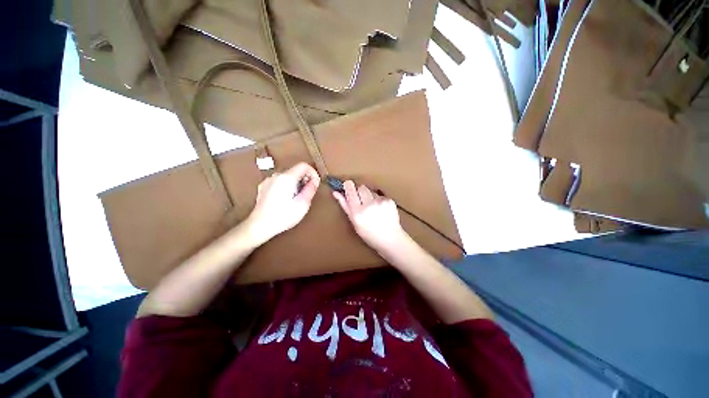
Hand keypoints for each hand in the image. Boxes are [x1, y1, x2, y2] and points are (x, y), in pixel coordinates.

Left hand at [246, 162, 319, 243]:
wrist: (260, 225)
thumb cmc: (282, 216)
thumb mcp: (303, 204)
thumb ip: (311, 189)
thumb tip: (315, 181)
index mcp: (287, 178)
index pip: (304, 165)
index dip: (313, 172)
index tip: (315, 183)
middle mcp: (276, 176)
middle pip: (295, 170)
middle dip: (305, 179)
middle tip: (307, 193)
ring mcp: (268, 181)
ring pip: (288, 176)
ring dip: (296, 183)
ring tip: (297, 198)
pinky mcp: (264, 187)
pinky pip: (280, 181)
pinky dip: (287, 186)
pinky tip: (286, 199)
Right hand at [333, 180, 406, 252]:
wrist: (390, 239)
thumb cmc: (369, 234)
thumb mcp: (354, 222)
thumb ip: (345, 205)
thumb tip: (336, 192)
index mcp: (357, 212)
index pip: (350, 190)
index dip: (348, 186)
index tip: (347, 185)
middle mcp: (368, 205)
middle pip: (361, 187)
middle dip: (360, 192)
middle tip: (362, 202)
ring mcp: (380, 202)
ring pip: (371, 191)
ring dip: (370, 197)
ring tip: (373, 209)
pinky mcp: (389, 201)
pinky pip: (380, 195)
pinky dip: (379, 200)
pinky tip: (381, 210)